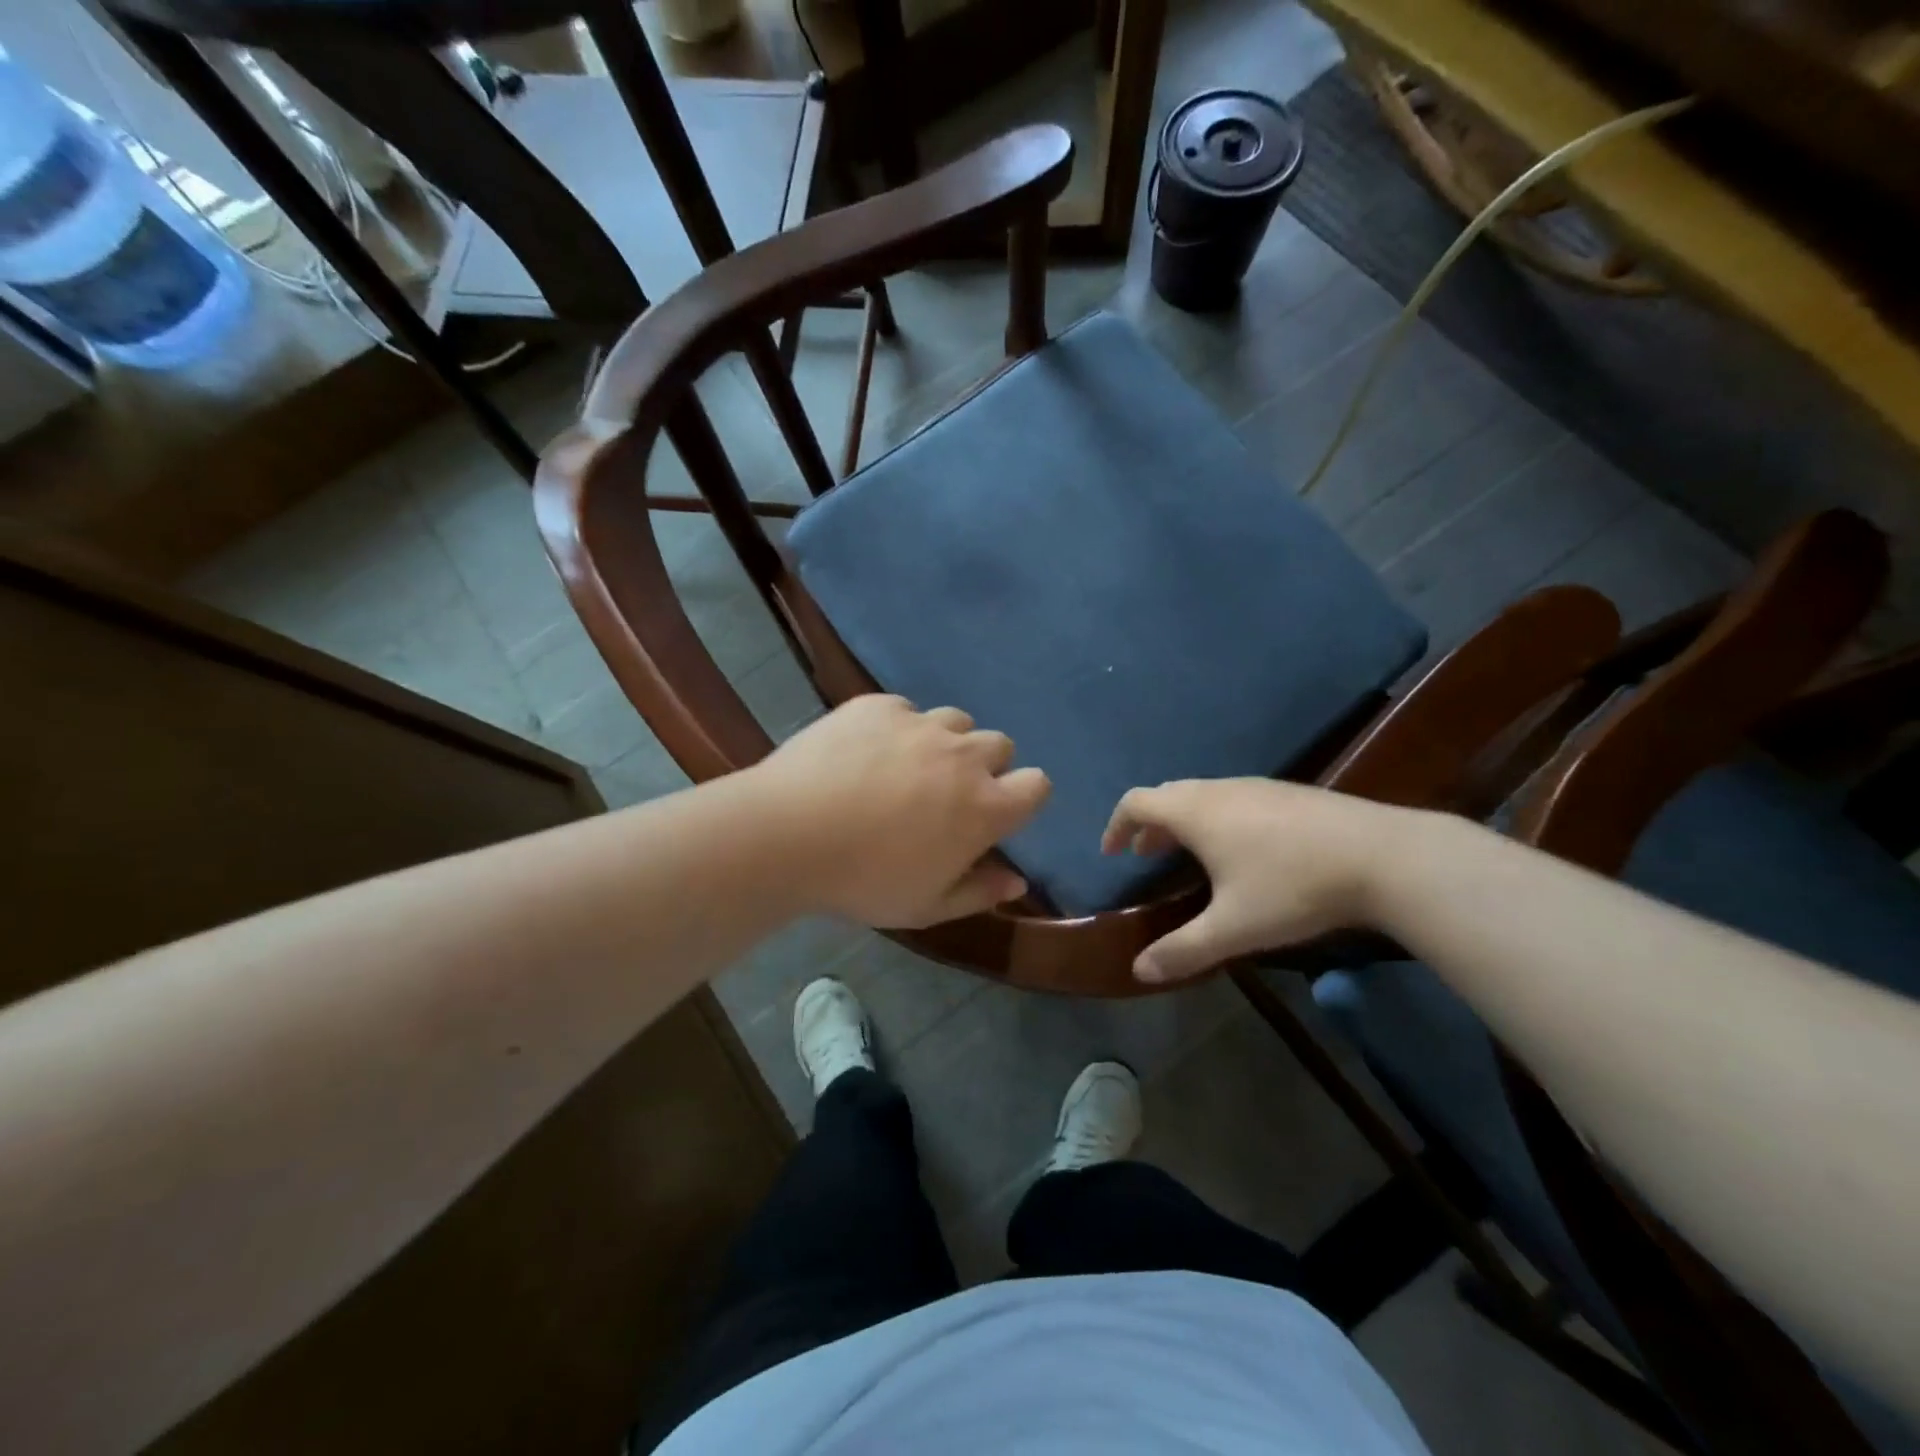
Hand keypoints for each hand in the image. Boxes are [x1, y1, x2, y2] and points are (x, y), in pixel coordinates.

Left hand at [753, 695, 1050, 927]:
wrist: (788, 833)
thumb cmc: (864, 880)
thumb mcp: (926, 906)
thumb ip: (980, 892)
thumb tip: (1018, 880)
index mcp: (984, 807)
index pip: (1037, 785)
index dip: (1023, 796)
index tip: (998, 813)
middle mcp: (962, 756)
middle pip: (1000, 745)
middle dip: (985, 767)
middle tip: (946, 794)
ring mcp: (920, 724)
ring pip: (956, 721)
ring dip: (945, 742)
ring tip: (908, 767)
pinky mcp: (879, 706)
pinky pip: (906, 710)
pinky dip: (898, 728)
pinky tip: (865, 753)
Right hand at [1101, 778, 1409, 982]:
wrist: (1383, 856)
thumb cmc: (1293, 887)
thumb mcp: (1233, 928)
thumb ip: (1182, 950)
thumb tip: (1138, 971)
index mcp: (1195, 811)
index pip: (1136, 802)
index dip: (1117, 825)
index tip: (1113, 852)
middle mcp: (1219, 789)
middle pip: (1167, 795)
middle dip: (1149, 825)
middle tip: (1145, 856)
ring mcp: (1257, 786)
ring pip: (1202, 794)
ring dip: (1183, 821)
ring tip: (1189, 855)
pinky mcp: (1288, 793)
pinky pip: (1232, 798)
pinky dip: (1215, 818)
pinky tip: (1242, 851)